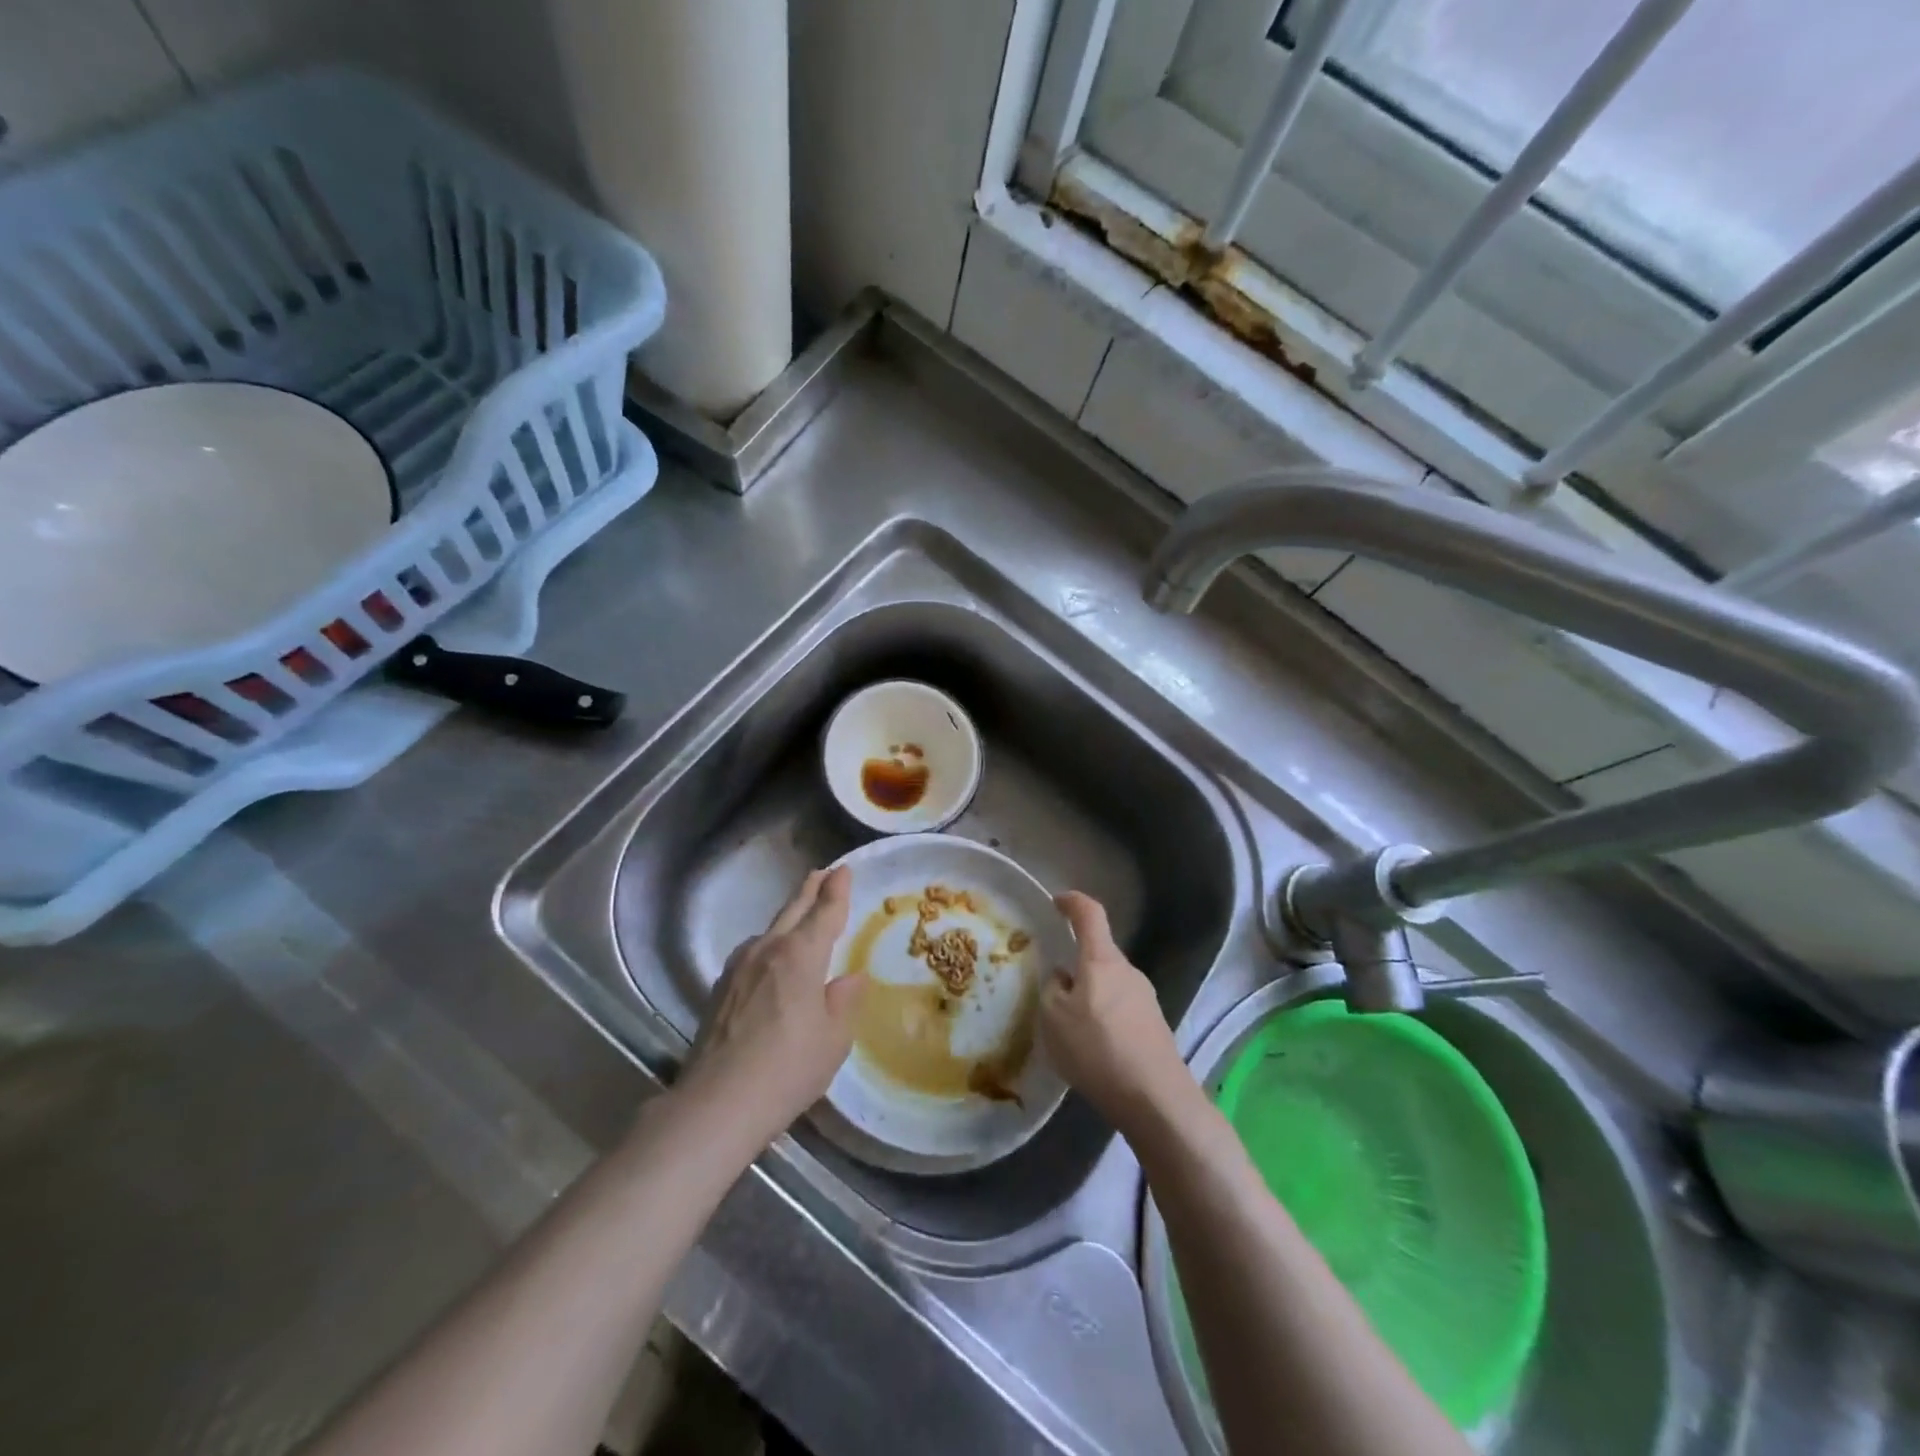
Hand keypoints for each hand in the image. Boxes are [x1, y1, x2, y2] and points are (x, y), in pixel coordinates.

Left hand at [678, 867, 863, 1145]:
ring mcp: (738, 967)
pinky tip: (772, 962)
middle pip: (793, 910)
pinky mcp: (720, 989)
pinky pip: (753, 954)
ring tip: (801, 918)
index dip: (837, 890)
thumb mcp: (833, 1039)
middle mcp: (768, 950)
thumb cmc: (788, 1069)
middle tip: (824, 873)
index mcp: (801, 955)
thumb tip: (849, 979)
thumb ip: (843, 1002)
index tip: (843, 869)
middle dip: (810, 890)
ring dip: (788, 919)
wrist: (717, 1104)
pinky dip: (770, 946)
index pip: (824, 912)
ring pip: (770, 931)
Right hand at [1040, 892, 1194, 1130]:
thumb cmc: (1098, 1049)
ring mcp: (1146, 998)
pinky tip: (1093, 1045)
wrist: (1156, 1098)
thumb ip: (1052, 990)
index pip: (1090, 914)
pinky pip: (1120, 1007)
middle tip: (1051, 983)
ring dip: (1089, 993)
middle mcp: (1128, 970)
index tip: (1056, 901)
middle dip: (1076, 961)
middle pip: (1099, 953)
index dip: (1072, 902)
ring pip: (1109, 982)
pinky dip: (1103, 1015)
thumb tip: (1062, 977)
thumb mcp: (1054, 1019)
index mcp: (1102, 960)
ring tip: (1068, 1023)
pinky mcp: (1154, 1025)